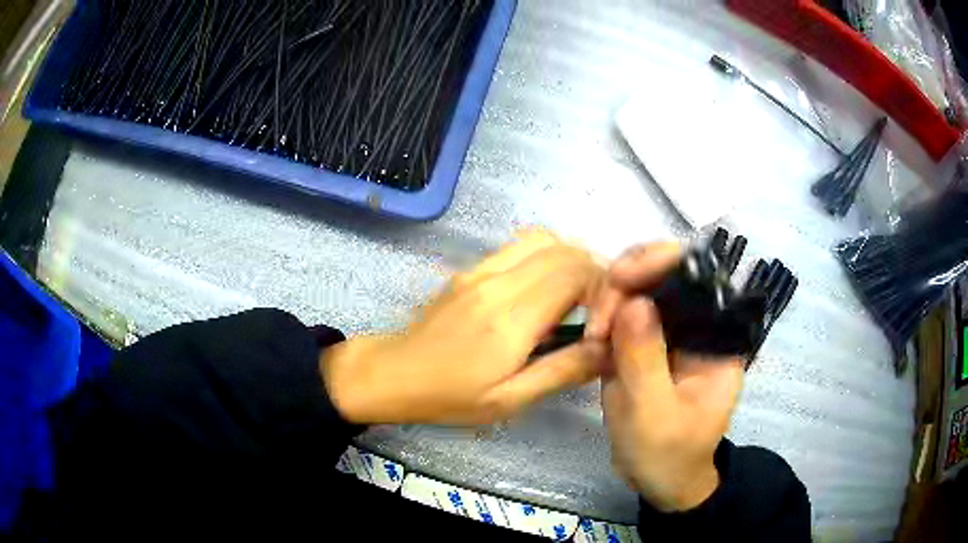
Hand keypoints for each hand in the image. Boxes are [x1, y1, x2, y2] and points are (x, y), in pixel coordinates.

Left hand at [321, 231, 608, 424]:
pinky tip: (544, 293)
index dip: (604, 290)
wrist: (393, 373)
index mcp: (509, 319)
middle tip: (599, 310)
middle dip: (595, 273)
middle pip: (566, 250)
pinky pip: (521, 247)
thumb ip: (562, 371)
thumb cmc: (449, 397)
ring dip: (571, 262)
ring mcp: (481, 269)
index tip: (605, 323)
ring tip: (577, 299)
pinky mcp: (471, 269)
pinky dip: (547, 259)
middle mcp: (497, 282)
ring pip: (544, 240)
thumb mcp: (509, 400)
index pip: (576, 273)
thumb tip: (609, 349)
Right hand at [593, 244, 744, 511]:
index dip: (661, 262)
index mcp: (719, 336)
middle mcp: (697, 323)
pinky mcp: (645, 341)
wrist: (659, 479)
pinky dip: (603, 316)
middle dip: (625, 284)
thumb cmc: (668, 453)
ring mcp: (669, 330)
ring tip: (593, 338)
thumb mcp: (654, 414)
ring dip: (609, 301)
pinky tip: (593, 341)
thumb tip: (633, 302)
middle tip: (598, 322)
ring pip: (639, 286)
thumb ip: (645, 360)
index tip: (620, 280)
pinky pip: (622, 310)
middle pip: (664, 271)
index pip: (699, 275)